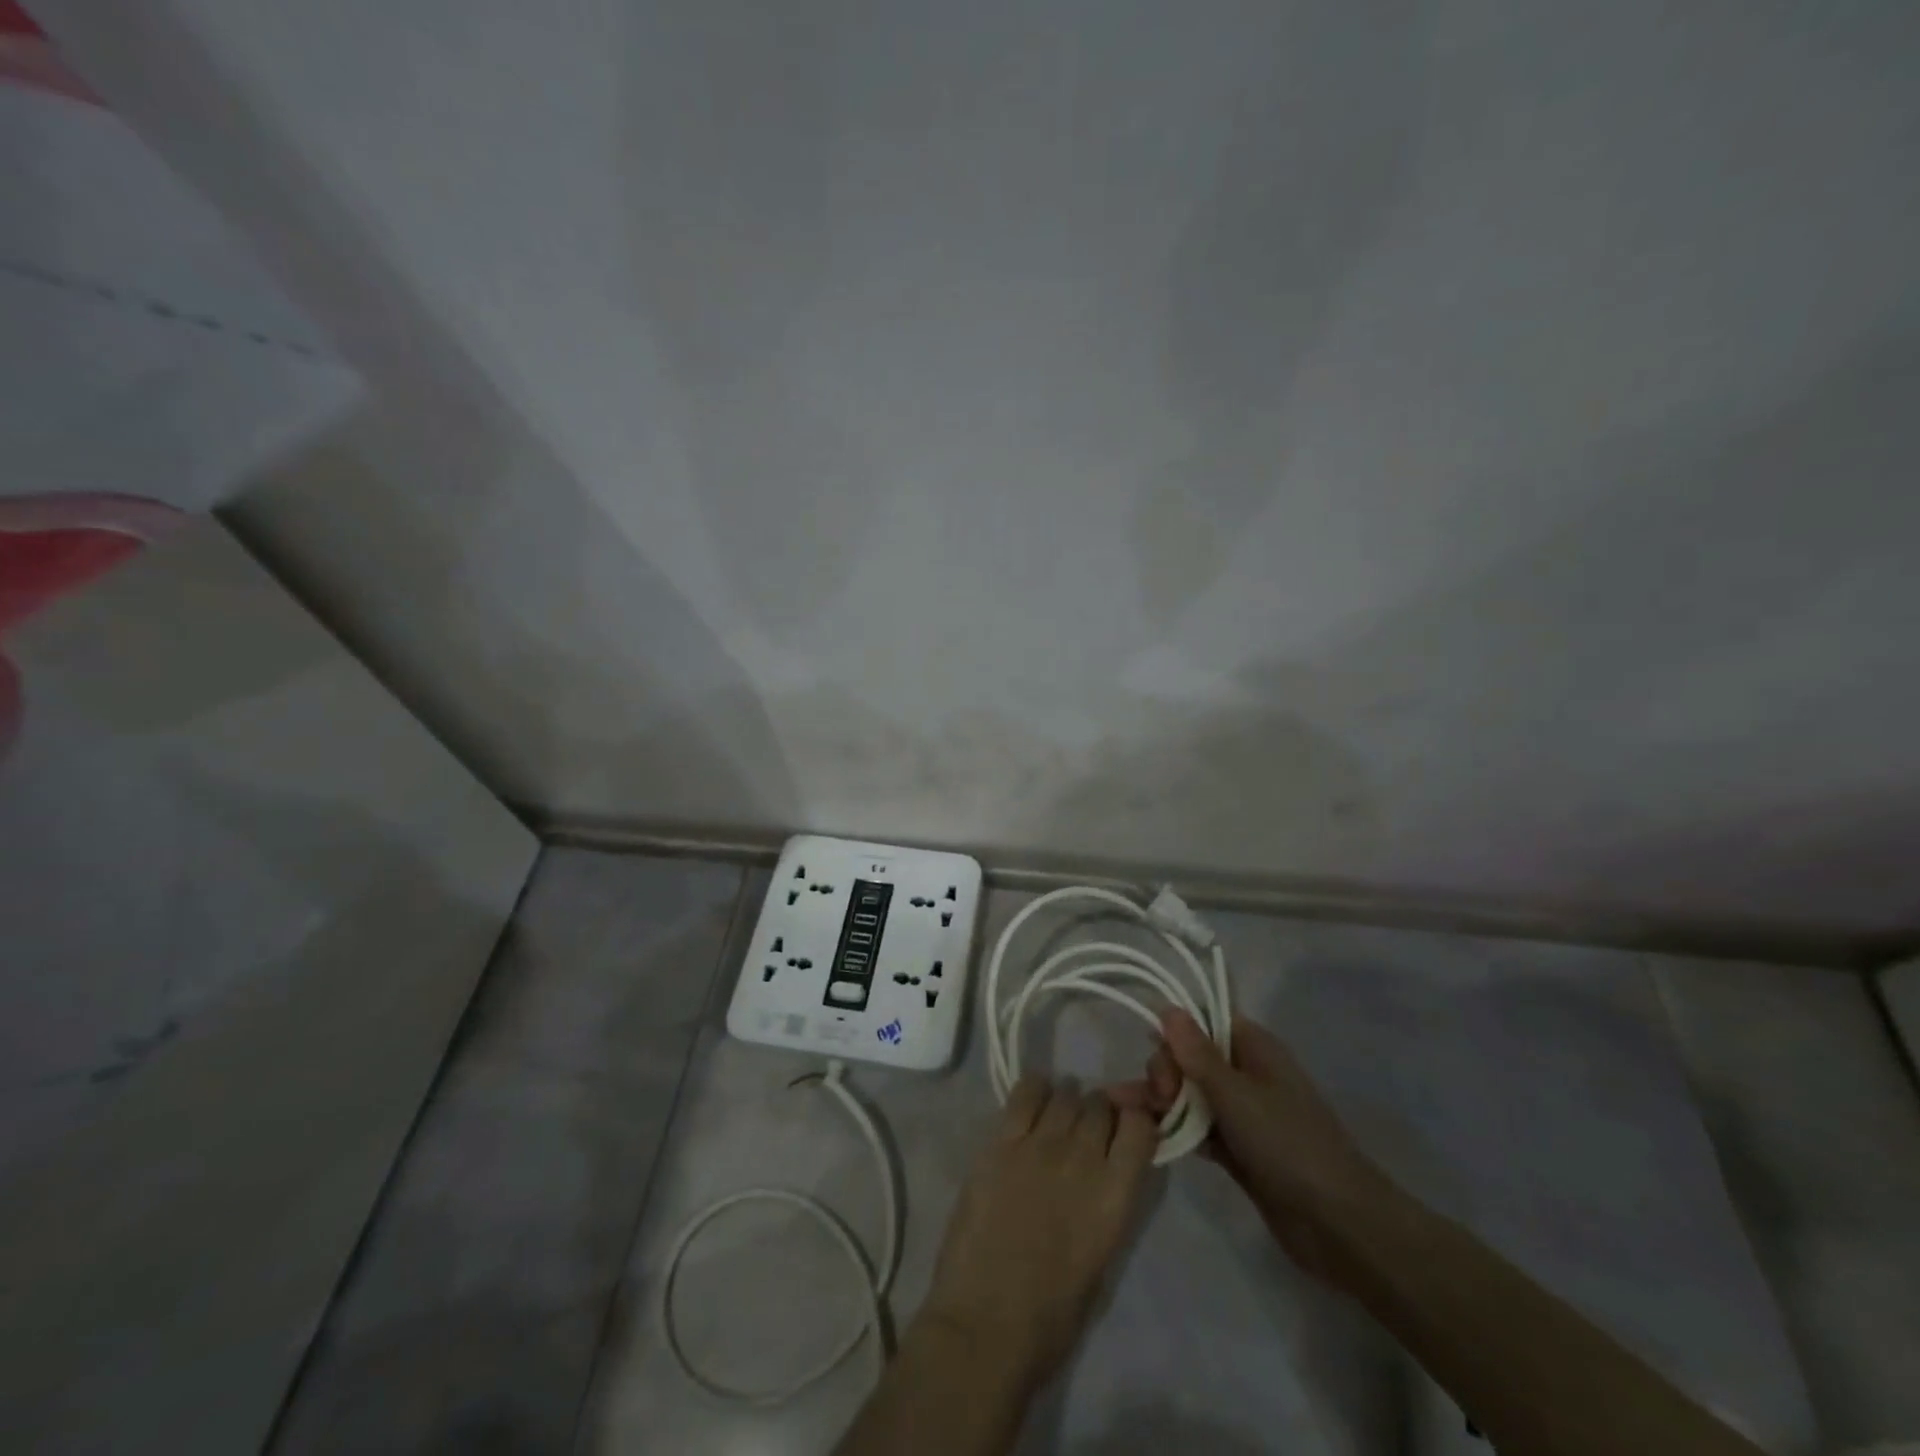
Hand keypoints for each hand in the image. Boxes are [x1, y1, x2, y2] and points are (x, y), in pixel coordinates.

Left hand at [919, 1078, 1157, 1387]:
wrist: (984, 1324)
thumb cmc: (1050, 1316)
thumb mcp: (1101, 1257)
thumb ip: (1109, 1201)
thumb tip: (1109, 1168)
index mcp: (1115, 1196)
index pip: (1140, 1126)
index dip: (1135, 1122)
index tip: (1125, 1131)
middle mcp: (1082, 1159)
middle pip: (1100, 1104)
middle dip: (1099, 1113)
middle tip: (1085, 1132)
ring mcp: (1039, 1144)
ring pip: (1066, 1094)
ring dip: (1067, 1104)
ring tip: (1057, 1121)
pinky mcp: (1001, 1141)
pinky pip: (1025, 1092)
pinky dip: (1034, 1091)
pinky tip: (1032, 1106)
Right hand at [1115, 1009, 1387, 1290]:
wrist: (1339, 1225)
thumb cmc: (1289, 1145)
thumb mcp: (1237, 1095)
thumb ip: (1198, 1054)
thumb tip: (1167, 1007)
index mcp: (1254, 1048)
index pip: (1204, 1020)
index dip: (1176, 1031)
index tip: (1160, 1055)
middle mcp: (1246, 1073)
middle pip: (1190, 1057)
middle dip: (1166, 1071)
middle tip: (1160, 1098)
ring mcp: (1242, 1113)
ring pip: (1190, 1094)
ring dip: (1162, 1100)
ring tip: (1127, 1112)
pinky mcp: (1238, 1149)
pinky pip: (1198, 1128)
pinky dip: (1176, 1130)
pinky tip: (1149, 1136)